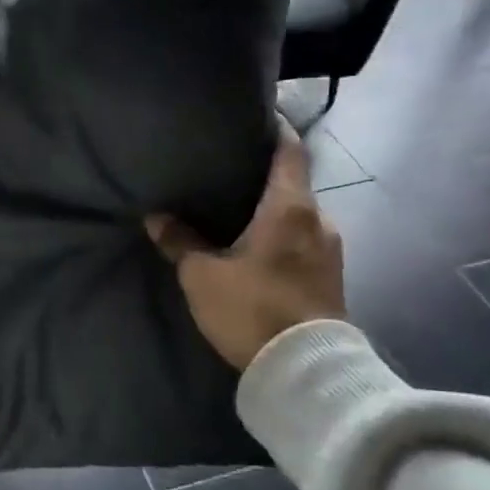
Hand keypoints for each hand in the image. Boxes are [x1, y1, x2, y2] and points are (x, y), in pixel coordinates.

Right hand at [145, 122, 344, 370]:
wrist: (305, 370)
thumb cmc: (252, 307)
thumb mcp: (202, 275)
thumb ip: (180, 241)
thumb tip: (157, 217)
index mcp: (291, 206)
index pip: (289, 150)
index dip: (274, 129)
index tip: (253, 118)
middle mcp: (320, 219)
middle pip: (293, 183)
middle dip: (264, 177)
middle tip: (229, 174)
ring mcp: (331, 250)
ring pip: (299, 215)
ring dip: (274, 211)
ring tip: (239, 213)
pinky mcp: (332, 278)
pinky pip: (304, 241)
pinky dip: (283, 235)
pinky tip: (257, 248)